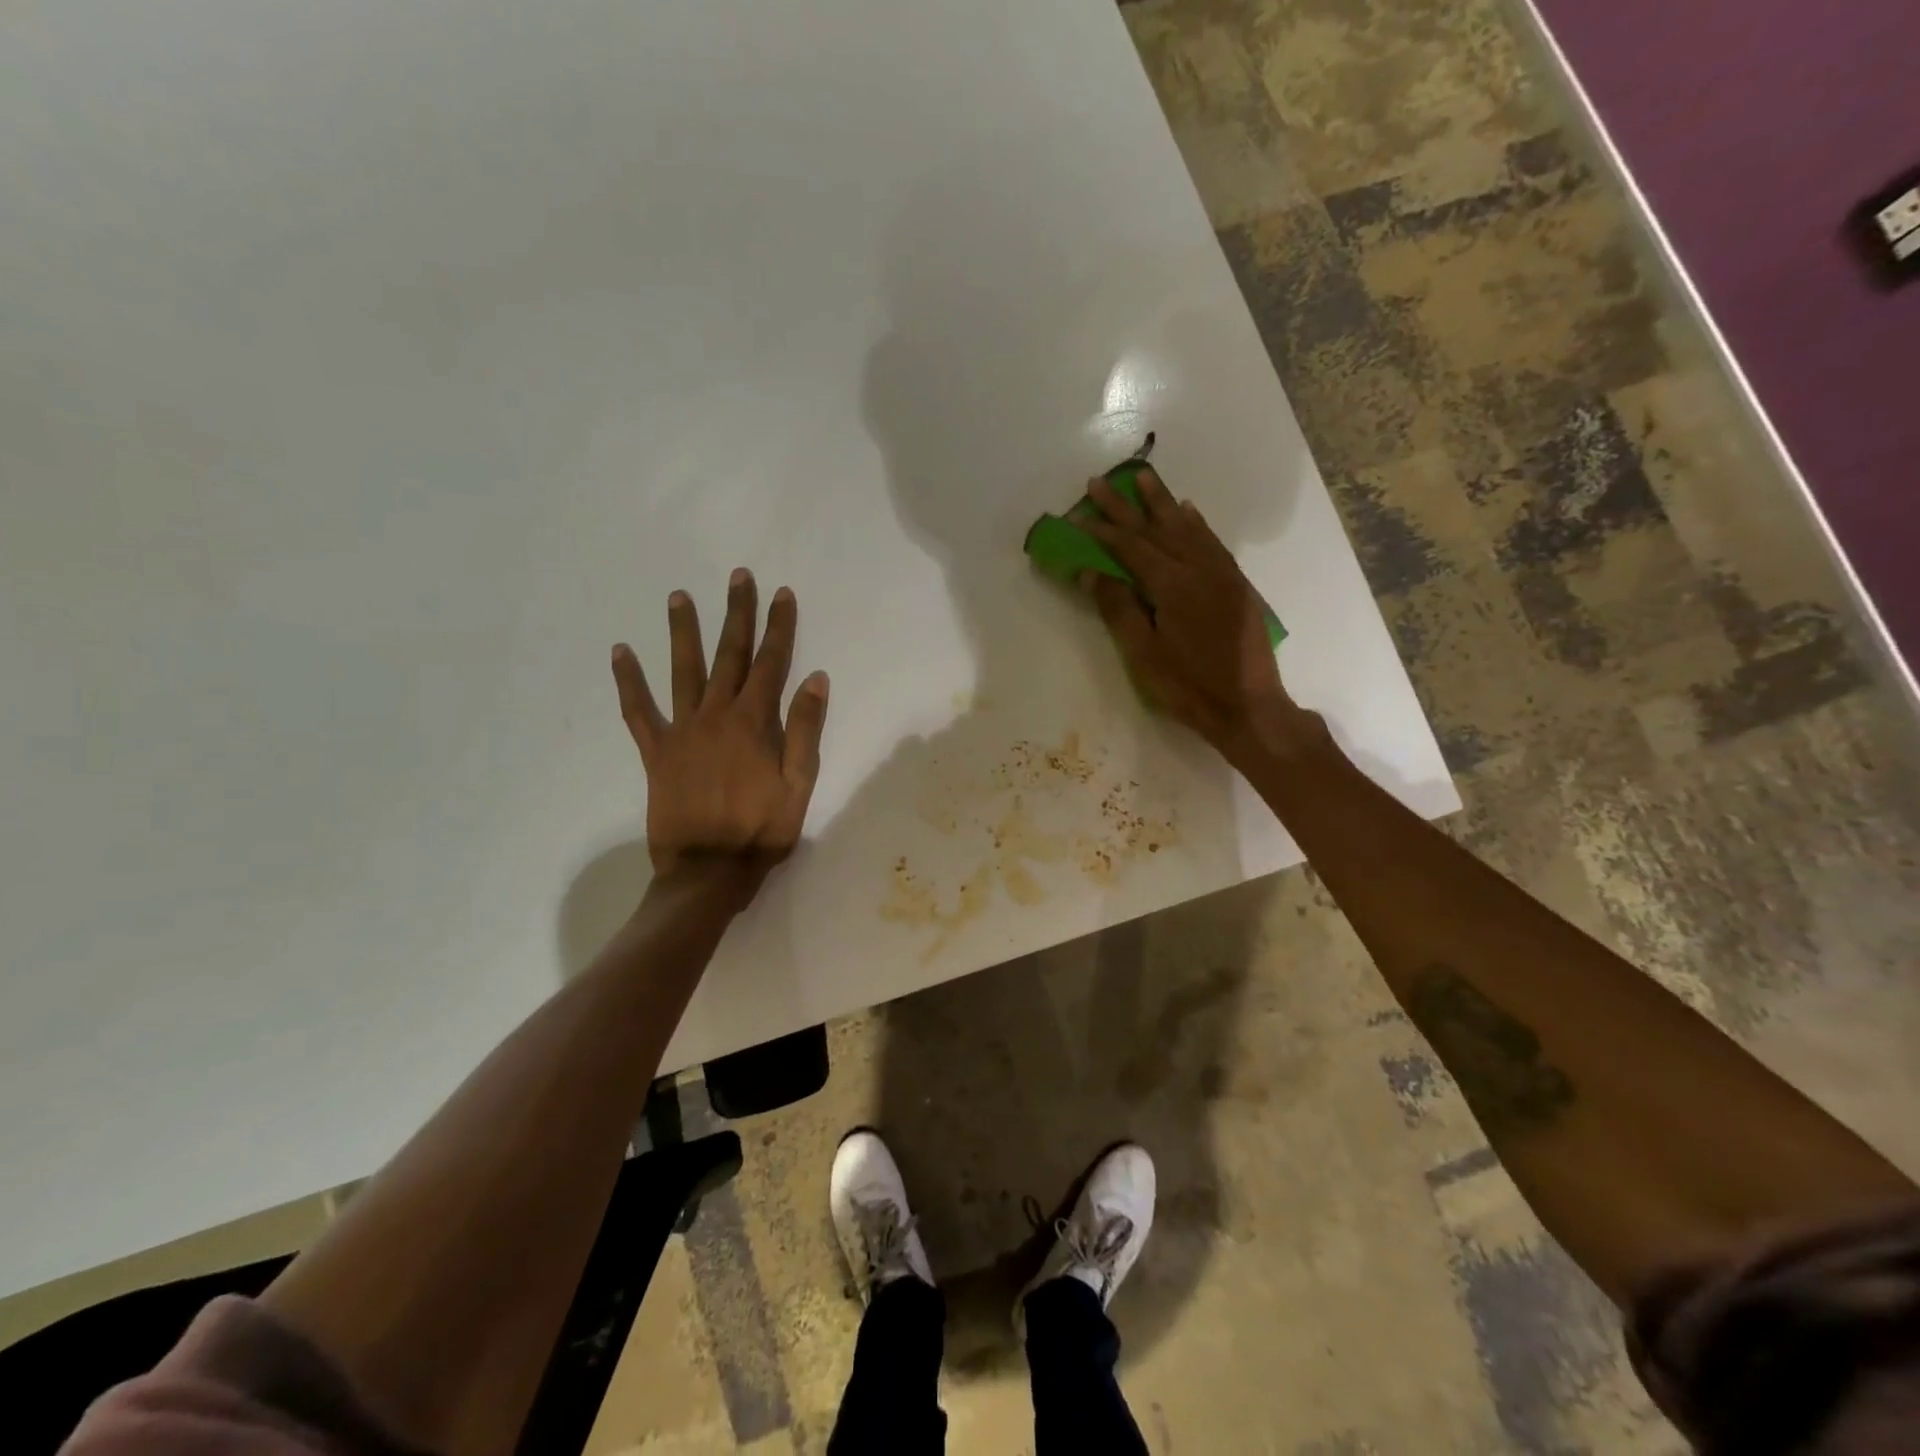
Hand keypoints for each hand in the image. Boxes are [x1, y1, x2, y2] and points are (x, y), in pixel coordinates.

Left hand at [611, 570, 829, 882]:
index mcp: (754, 722)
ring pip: (683, 670)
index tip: (782, 593)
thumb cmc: (762, 831)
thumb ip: (805, 729)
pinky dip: (628, 681)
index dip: (779, 626)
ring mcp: (682, 730)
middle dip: (737, 613)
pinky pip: (638, 711)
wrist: (708, 872)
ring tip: (679, 596)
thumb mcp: (799, 784)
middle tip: (738, 577)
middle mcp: (717, 715)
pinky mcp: (657, 751)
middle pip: (729, 655)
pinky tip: (620, 652)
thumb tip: (816, 678)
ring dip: (683, 631)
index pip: (771, 662)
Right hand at [1078, 469, 1306, 762]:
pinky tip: (1188, 511)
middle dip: (1126, 505)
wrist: (1249, 706)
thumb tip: (1092, 572)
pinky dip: (1196, 523)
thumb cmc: (1189, 686)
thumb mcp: (1143, 654)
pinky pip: (1212, 541)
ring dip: (1163, 502)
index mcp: (1172, 585)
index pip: (1130, 547)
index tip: (1077, 514)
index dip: (1102, 530)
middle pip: (1156, 528)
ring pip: (1187, 527)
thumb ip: (1118, 609)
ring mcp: (1222, 574)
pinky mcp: (1236, 585)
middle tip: (1101, 481)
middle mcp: (1199, 568)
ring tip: (1144, 478)